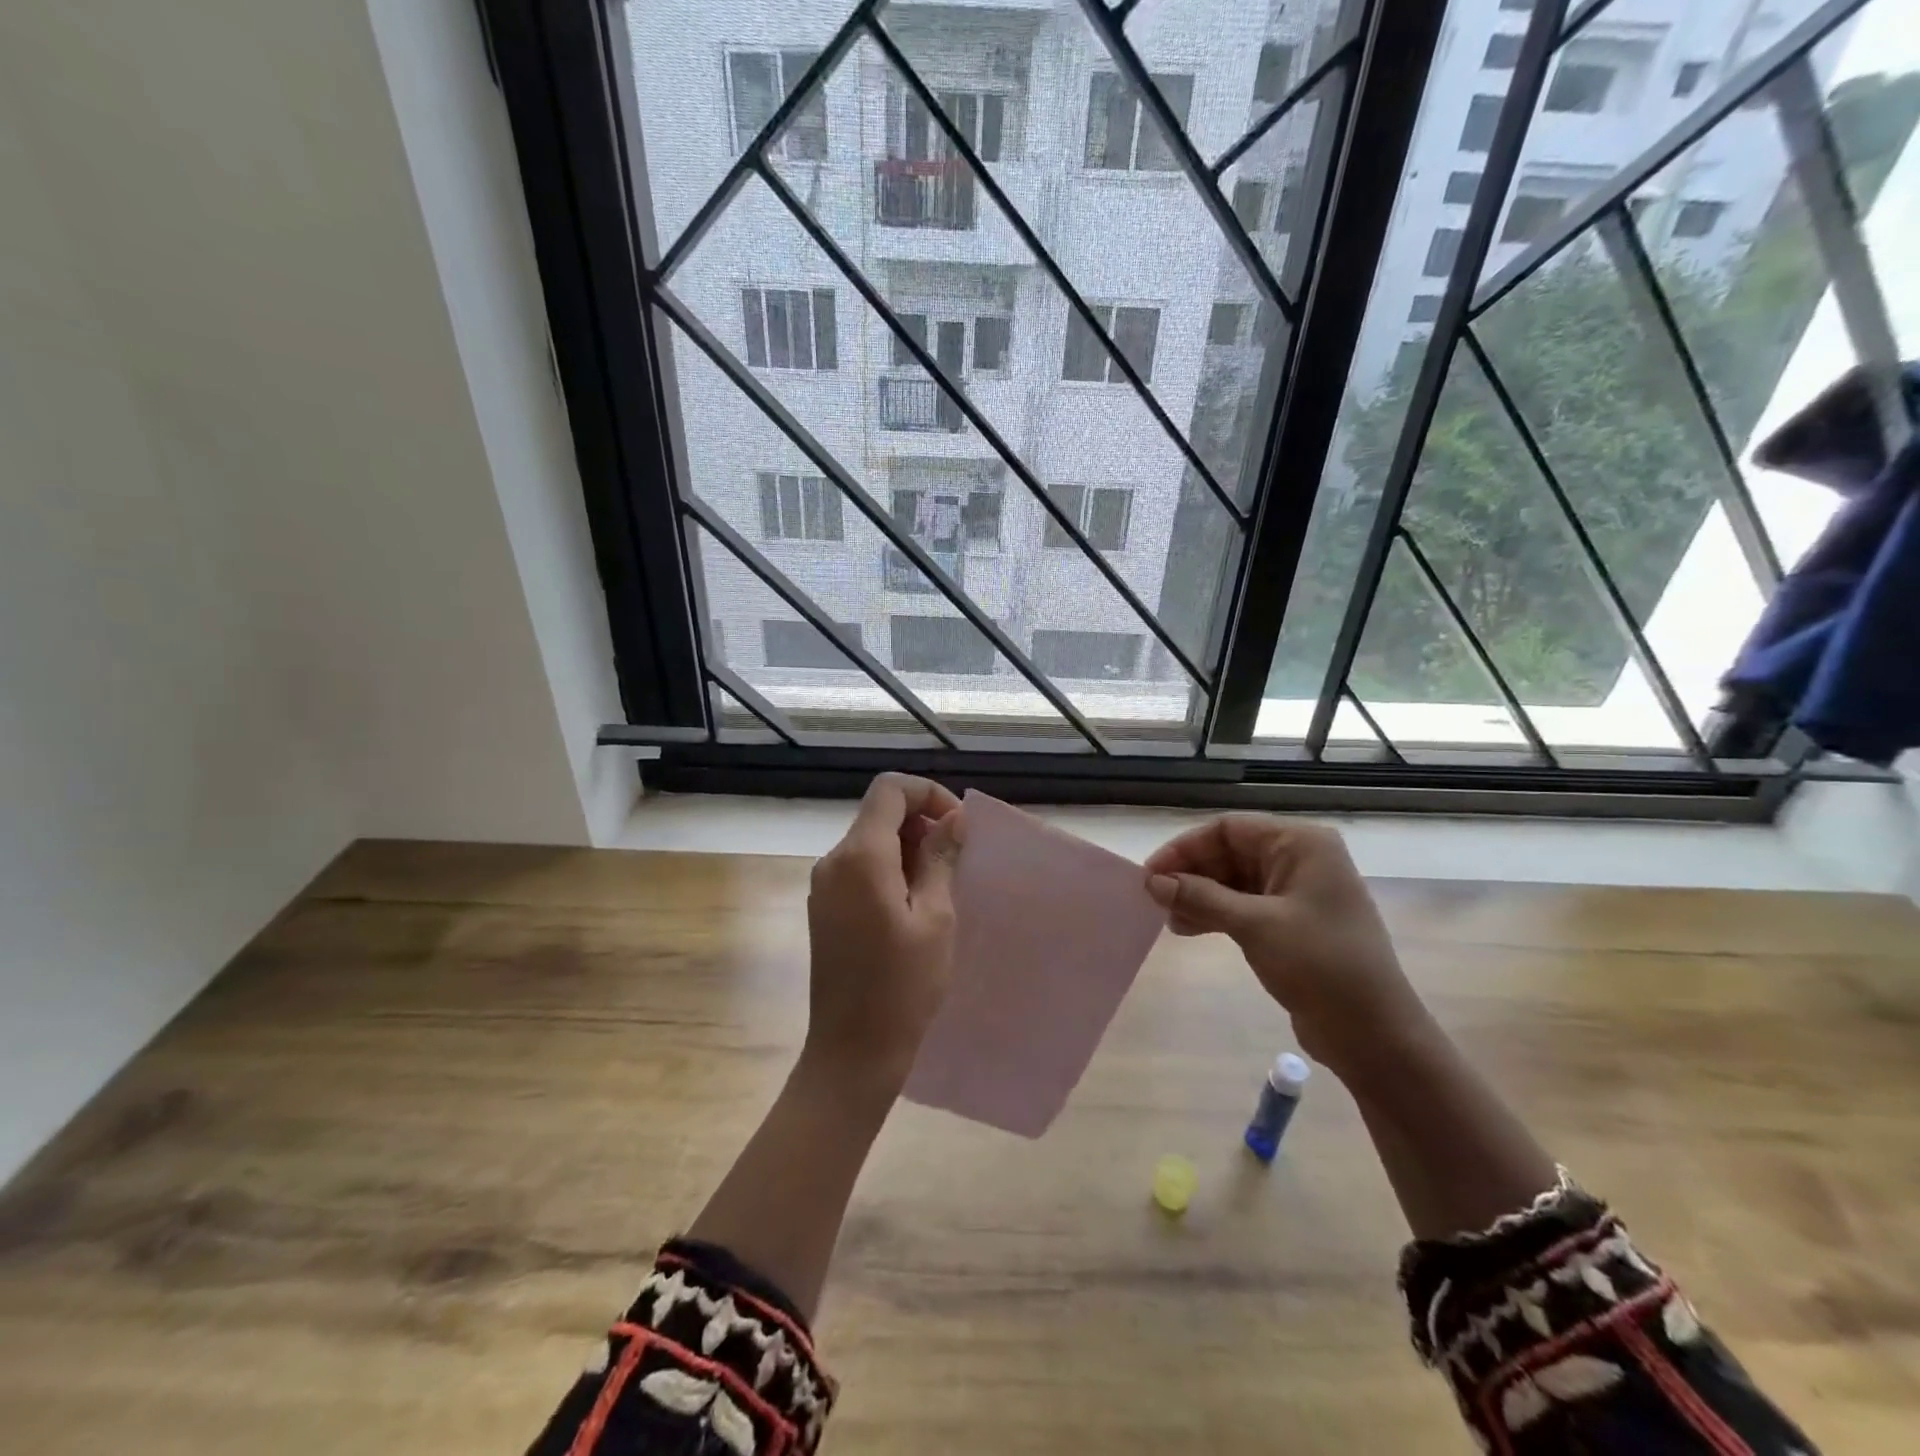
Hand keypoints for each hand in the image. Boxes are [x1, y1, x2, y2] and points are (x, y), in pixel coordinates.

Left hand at [801, 773, 962, 1095]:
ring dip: (908, 848)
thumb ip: (940, 858)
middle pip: (879, 813)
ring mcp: (823, 885)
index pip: (889, 789)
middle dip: (921, 822)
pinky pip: (859, 867)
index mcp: (860, 856)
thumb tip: (953, 816)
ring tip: (939, 887)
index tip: (957, 826)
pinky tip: (913, 905)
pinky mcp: (824, 907)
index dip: (927, 793)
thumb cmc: (903, 987)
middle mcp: (833, 861)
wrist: (852, 1051)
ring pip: (870, 840)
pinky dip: (889, 869)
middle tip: (956, 860)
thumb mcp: (935, 918)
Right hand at [1144, 816, 1430, 1078]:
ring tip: (1168, 919)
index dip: (1185, 848)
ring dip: (1199, 895)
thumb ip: (1199, 897)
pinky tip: (1188, 929)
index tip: (1151, 874)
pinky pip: (1244, 905)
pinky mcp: (1292, 922)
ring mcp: (1297, 892)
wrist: (1374, 1034)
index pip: (1228, 829)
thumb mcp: (1254, 926)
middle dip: (1190, 874)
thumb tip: (1151, 881)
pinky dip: (1215, 913)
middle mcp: (1300, 859)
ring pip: (1233, 880)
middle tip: (1154, 899)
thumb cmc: (1319, 965)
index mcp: (1300, 844)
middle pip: (1230, 852)